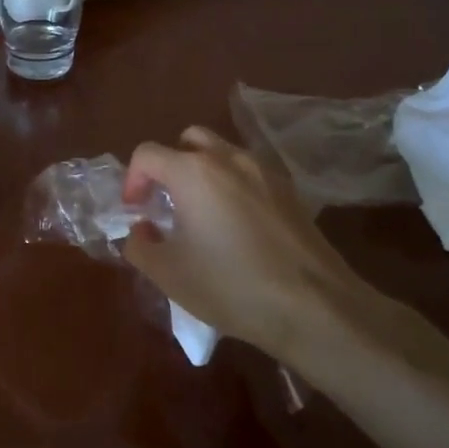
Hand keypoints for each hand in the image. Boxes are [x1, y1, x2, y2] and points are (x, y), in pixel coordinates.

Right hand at [122, 126, 397, 362]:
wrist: (315, 306)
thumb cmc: (231, 286)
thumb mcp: (168, 274)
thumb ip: (138, 246)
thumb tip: (140, 230)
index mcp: (192, 171)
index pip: (147, 154)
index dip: (132, 180)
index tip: (136, 212)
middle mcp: (228, 158)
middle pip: (187, 141)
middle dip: (169, 166)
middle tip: (166, 204)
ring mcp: (264, 171)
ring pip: (221, 153)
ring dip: (201, 173)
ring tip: (200, 214)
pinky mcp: (289, 190)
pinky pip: (248, 173)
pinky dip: (231, 186)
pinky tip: (236, 227)